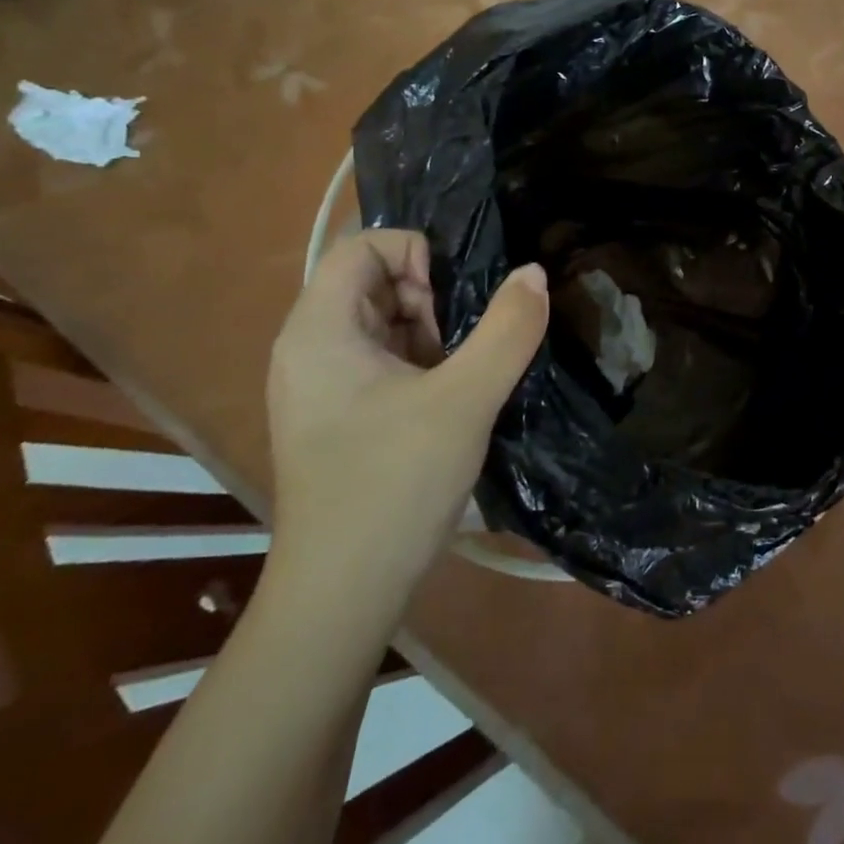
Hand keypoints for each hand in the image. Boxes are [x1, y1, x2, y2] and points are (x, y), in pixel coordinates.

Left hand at [265, 230, 547, 597]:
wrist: (342, 595)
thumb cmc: (394, 485)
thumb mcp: (465, 400)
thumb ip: (507, 329)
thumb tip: (534, 273)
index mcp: (320, 330)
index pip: (364, 247)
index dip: (418, 254)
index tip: (457, 300)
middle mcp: (309, 348)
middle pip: (375, 282)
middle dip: (432, 299)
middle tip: (465, 344)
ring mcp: (320, 385)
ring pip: (385, 323)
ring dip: (433, 334)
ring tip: (463, 376)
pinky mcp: (337, 416)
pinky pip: (383, 361)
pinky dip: (422, 364)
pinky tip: (449, 401)